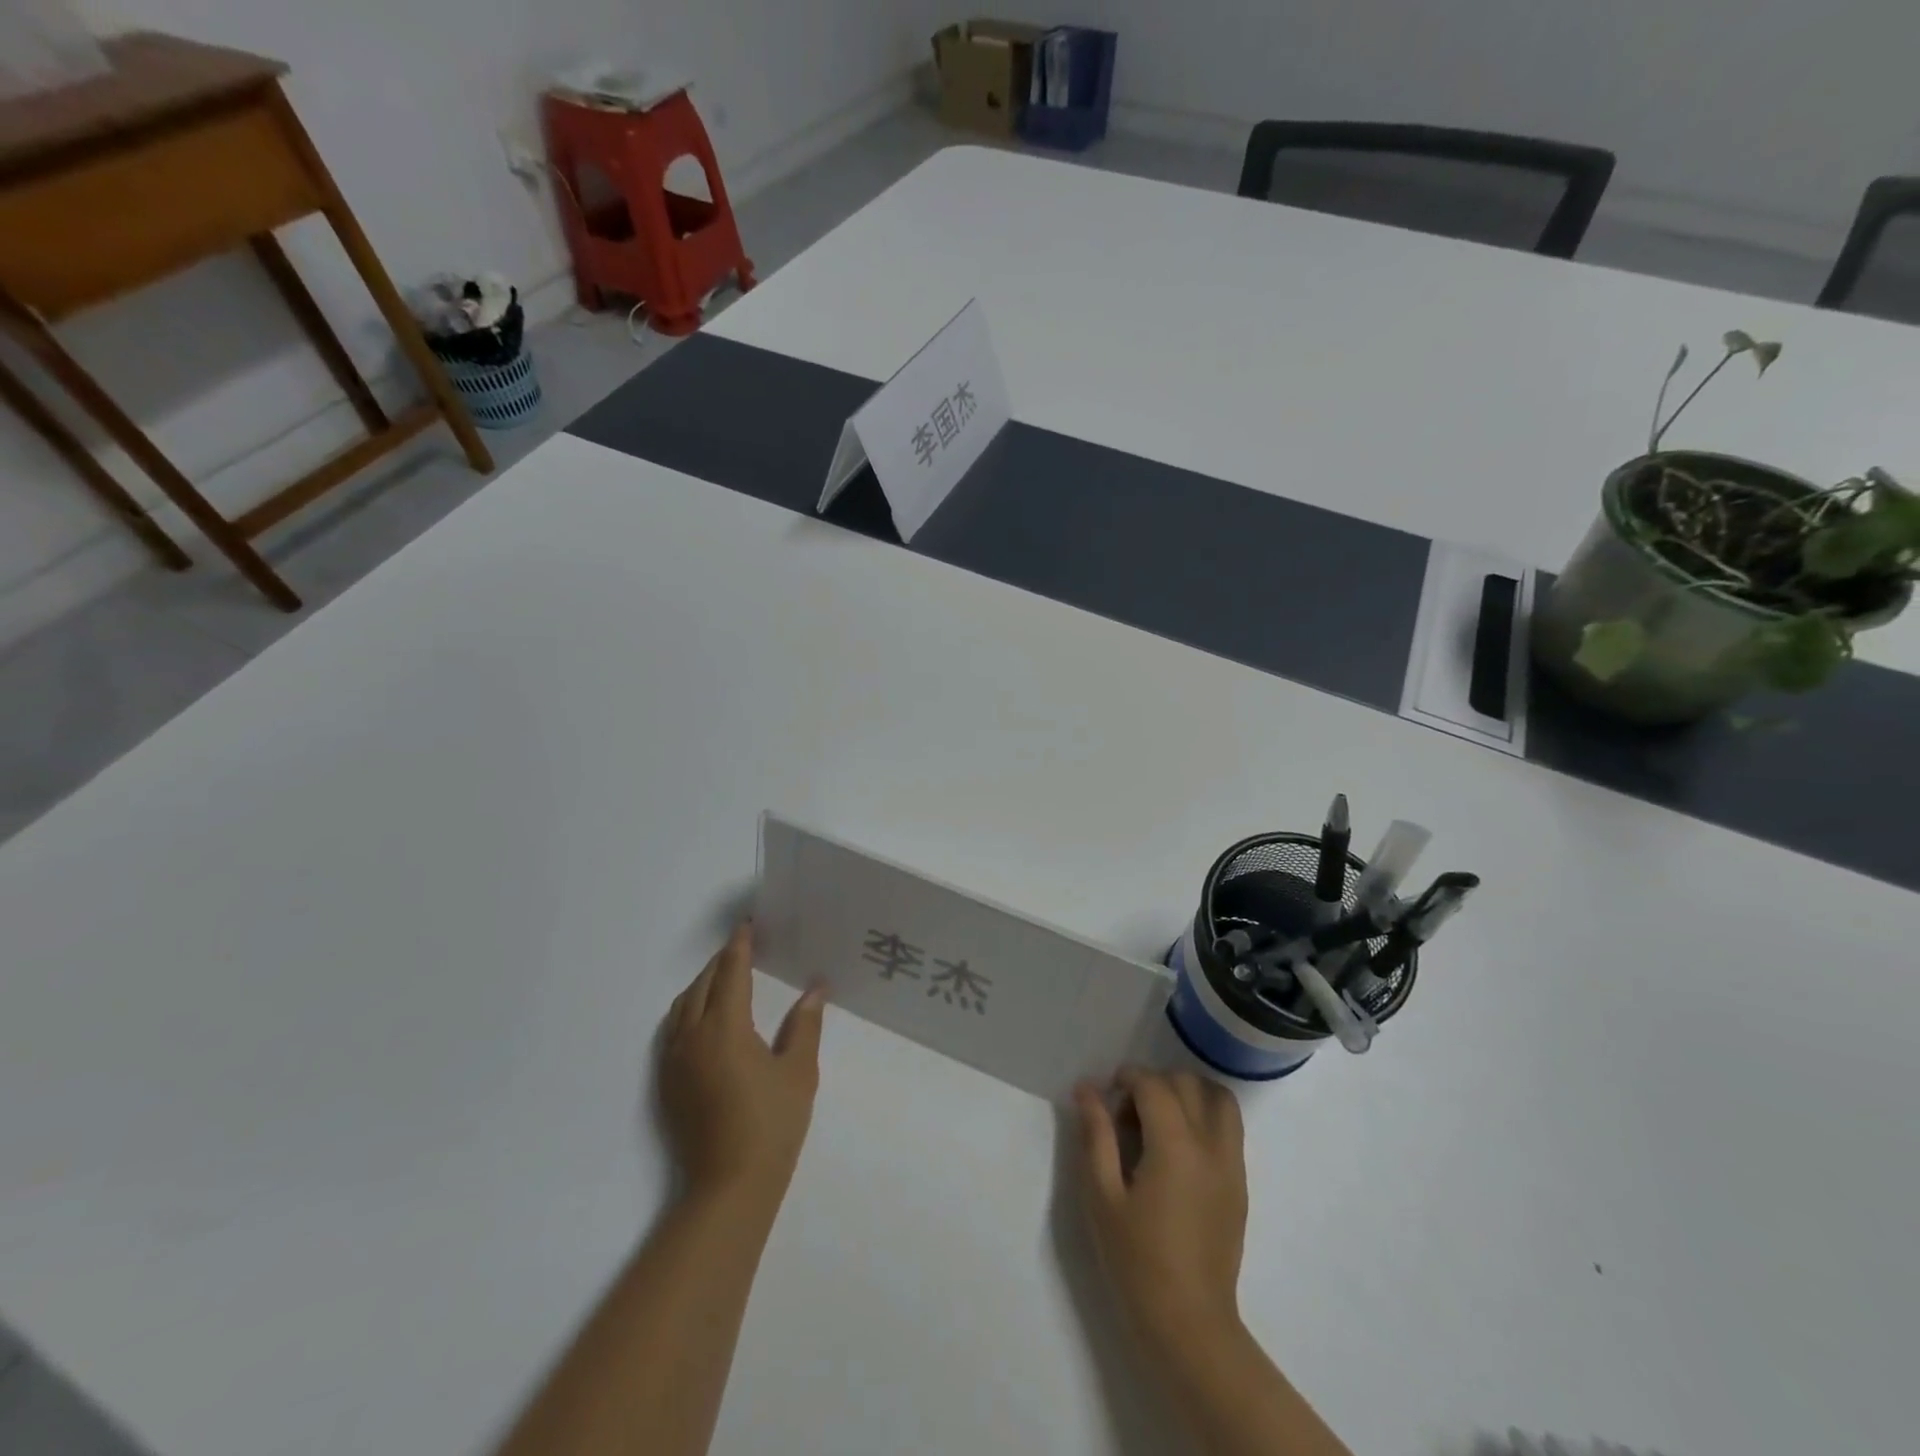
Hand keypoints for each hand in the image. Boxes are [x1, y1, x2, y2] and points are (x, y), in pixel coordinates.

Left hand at [661, 923, 825, 1206]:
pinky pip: (673, 1029)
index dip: (739, 946)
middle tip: (743, 948)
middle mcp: (692, 1036)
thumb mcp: (799, 1071)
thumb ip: (804, 1025)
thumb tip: (815, 989)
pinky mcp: (667, 1082)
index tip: (748, 926)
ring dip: (703, 984)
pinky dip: (689, 1009)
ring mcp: (674, 1061)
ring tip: (725, 978)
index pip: (731, 973)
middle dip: (721, 962)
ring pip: (683, 1006)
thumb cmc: (771, 1125)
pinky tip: (705, 1018)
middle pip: (702, 984)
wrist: (728, 1188)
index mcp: (725, 1028)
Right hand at [1074, 1068, 1247, 1353]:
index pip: (1154, 1085)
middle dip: (1154, 1083)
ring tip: (1161, 1119)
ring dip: (1188, 1093)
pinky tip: (1180, 1145)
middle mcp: (1210, 1145)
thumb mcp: (1102, 1196)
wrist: (1189, 1323)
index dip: (1127, 1077)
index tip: (1106, 1093)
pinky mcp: (1240, 1183)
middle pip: (1187, 1083)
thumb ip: (1096, 1134)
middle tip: (1128, 1113)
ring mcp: (1232, 1164)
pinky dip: (1206, 1114)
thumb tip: (1087, 1088)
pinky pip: (1230, 1126)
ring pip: (1218, 1098)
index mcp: (1175, 1146)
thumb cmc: (1137, 1260)